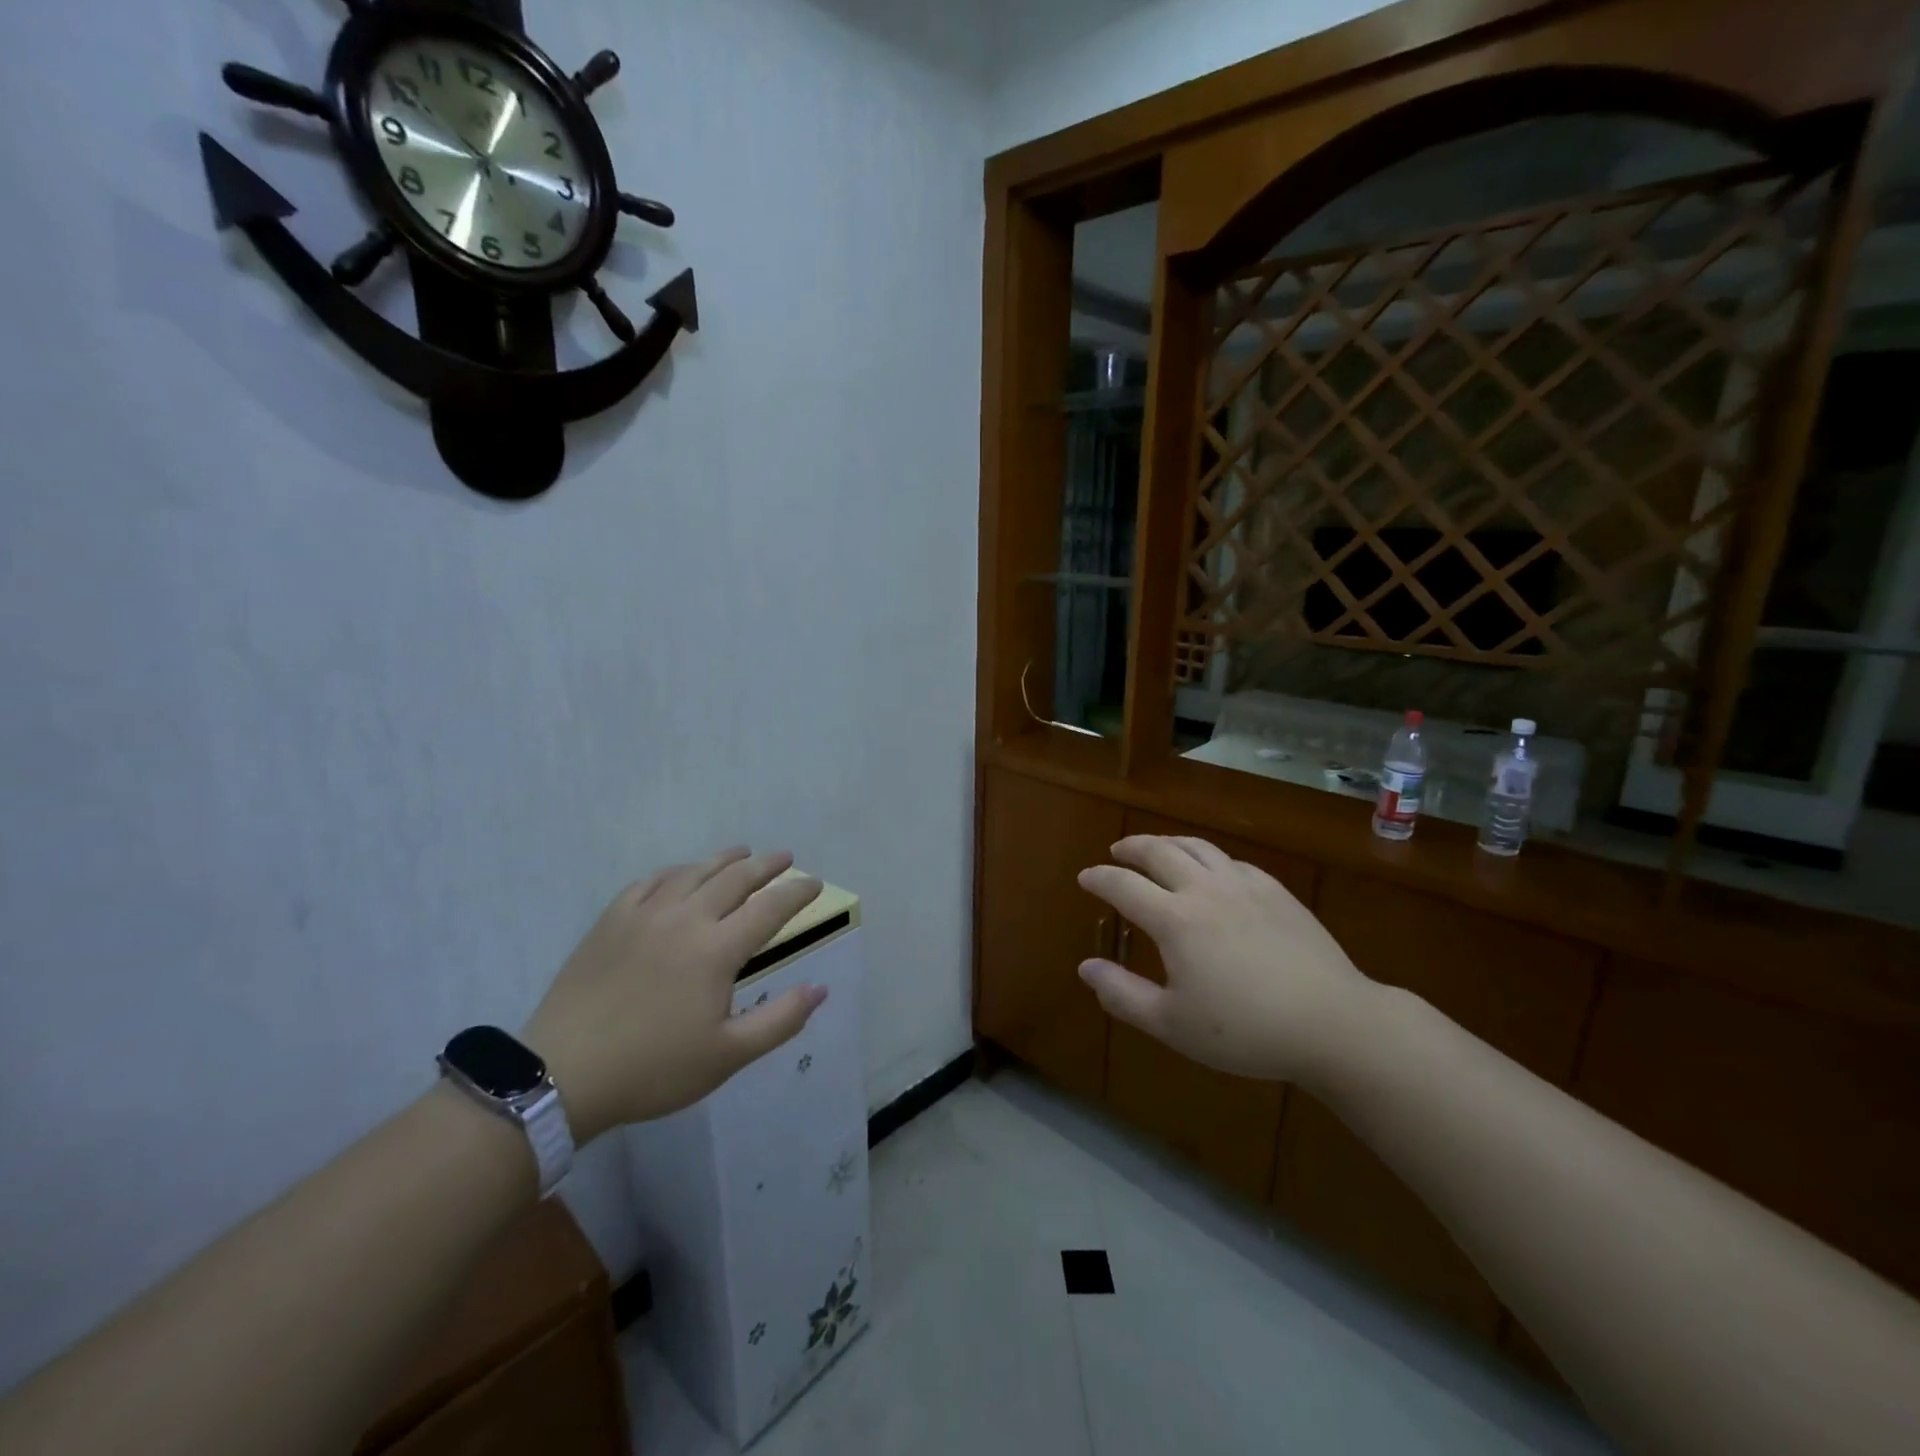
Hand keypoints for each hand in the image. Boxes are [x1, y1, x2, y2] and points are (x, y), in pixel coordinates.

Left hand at [522, 848, 828, 1143]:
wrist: (563, 1074)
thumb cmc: (653, 1068)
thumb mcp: (727, 1056)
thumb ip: (780, 1020)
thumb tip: (820, 988)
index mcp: (717, 950)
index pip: (769, 908)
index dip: (796, 892)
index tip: (814, 883)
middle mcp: (686, 919)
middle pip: (735, 878)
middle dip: (766, 865)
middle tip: (785, 857)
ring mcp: (644, 915)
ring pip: (693, 872)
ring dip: (724, 859)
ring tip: (742, 852)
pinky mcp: (611, 921)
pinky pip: (649, 882)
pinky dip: (674, 871)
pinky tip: (680, 873)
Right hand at [1077, 836, 1379, 1086]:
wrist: (1333, 1023)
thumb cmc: (1245, 1029)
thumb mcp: (1172, 1024)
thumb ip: (1123, 994)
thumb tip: (1086, 967)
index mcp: (1175, 919)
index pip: (1124, 886)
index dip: (1100, 878)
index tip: (1085, 877)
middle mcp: (1205, 890)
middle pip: (1160, 852)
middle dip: (1132, 848)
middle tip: (1117, 851)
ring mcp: (1244, 886)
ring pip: (1198, 847)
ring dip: (1169, 842)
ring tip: (1158, 848)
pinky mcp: (1276, 891)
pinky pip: (1232, 861)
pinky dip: (1209, 859)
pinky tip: (1213, 871)